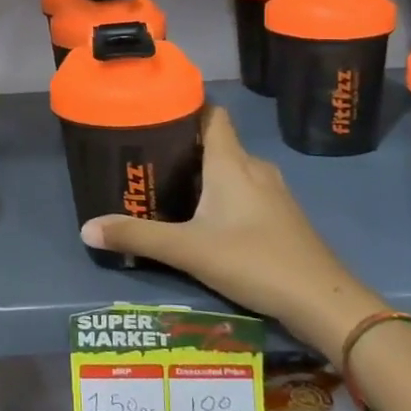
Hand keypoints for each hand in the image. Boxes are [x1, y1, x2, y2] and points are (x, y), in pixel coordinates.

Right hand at [79, 107, 383, 361]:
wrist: (324, 302)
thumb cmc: (254, 261)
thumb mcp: (188, 250)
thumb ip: (137, 237)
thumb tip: (86, 229)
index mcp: (231, 162)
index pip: (211, 114)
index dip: (186, 108)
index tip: (155, 114)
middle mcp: (254, 168)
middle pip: (218, 142)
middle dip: (185, 146)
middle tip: (148, 158)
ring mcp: (274, 193)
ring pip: (233, 169)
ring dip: (205, 173)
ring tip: (170, 187)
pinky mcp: (283, 217)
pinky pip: (247, 191)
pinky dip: (224, 195)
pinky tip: (206, 219)